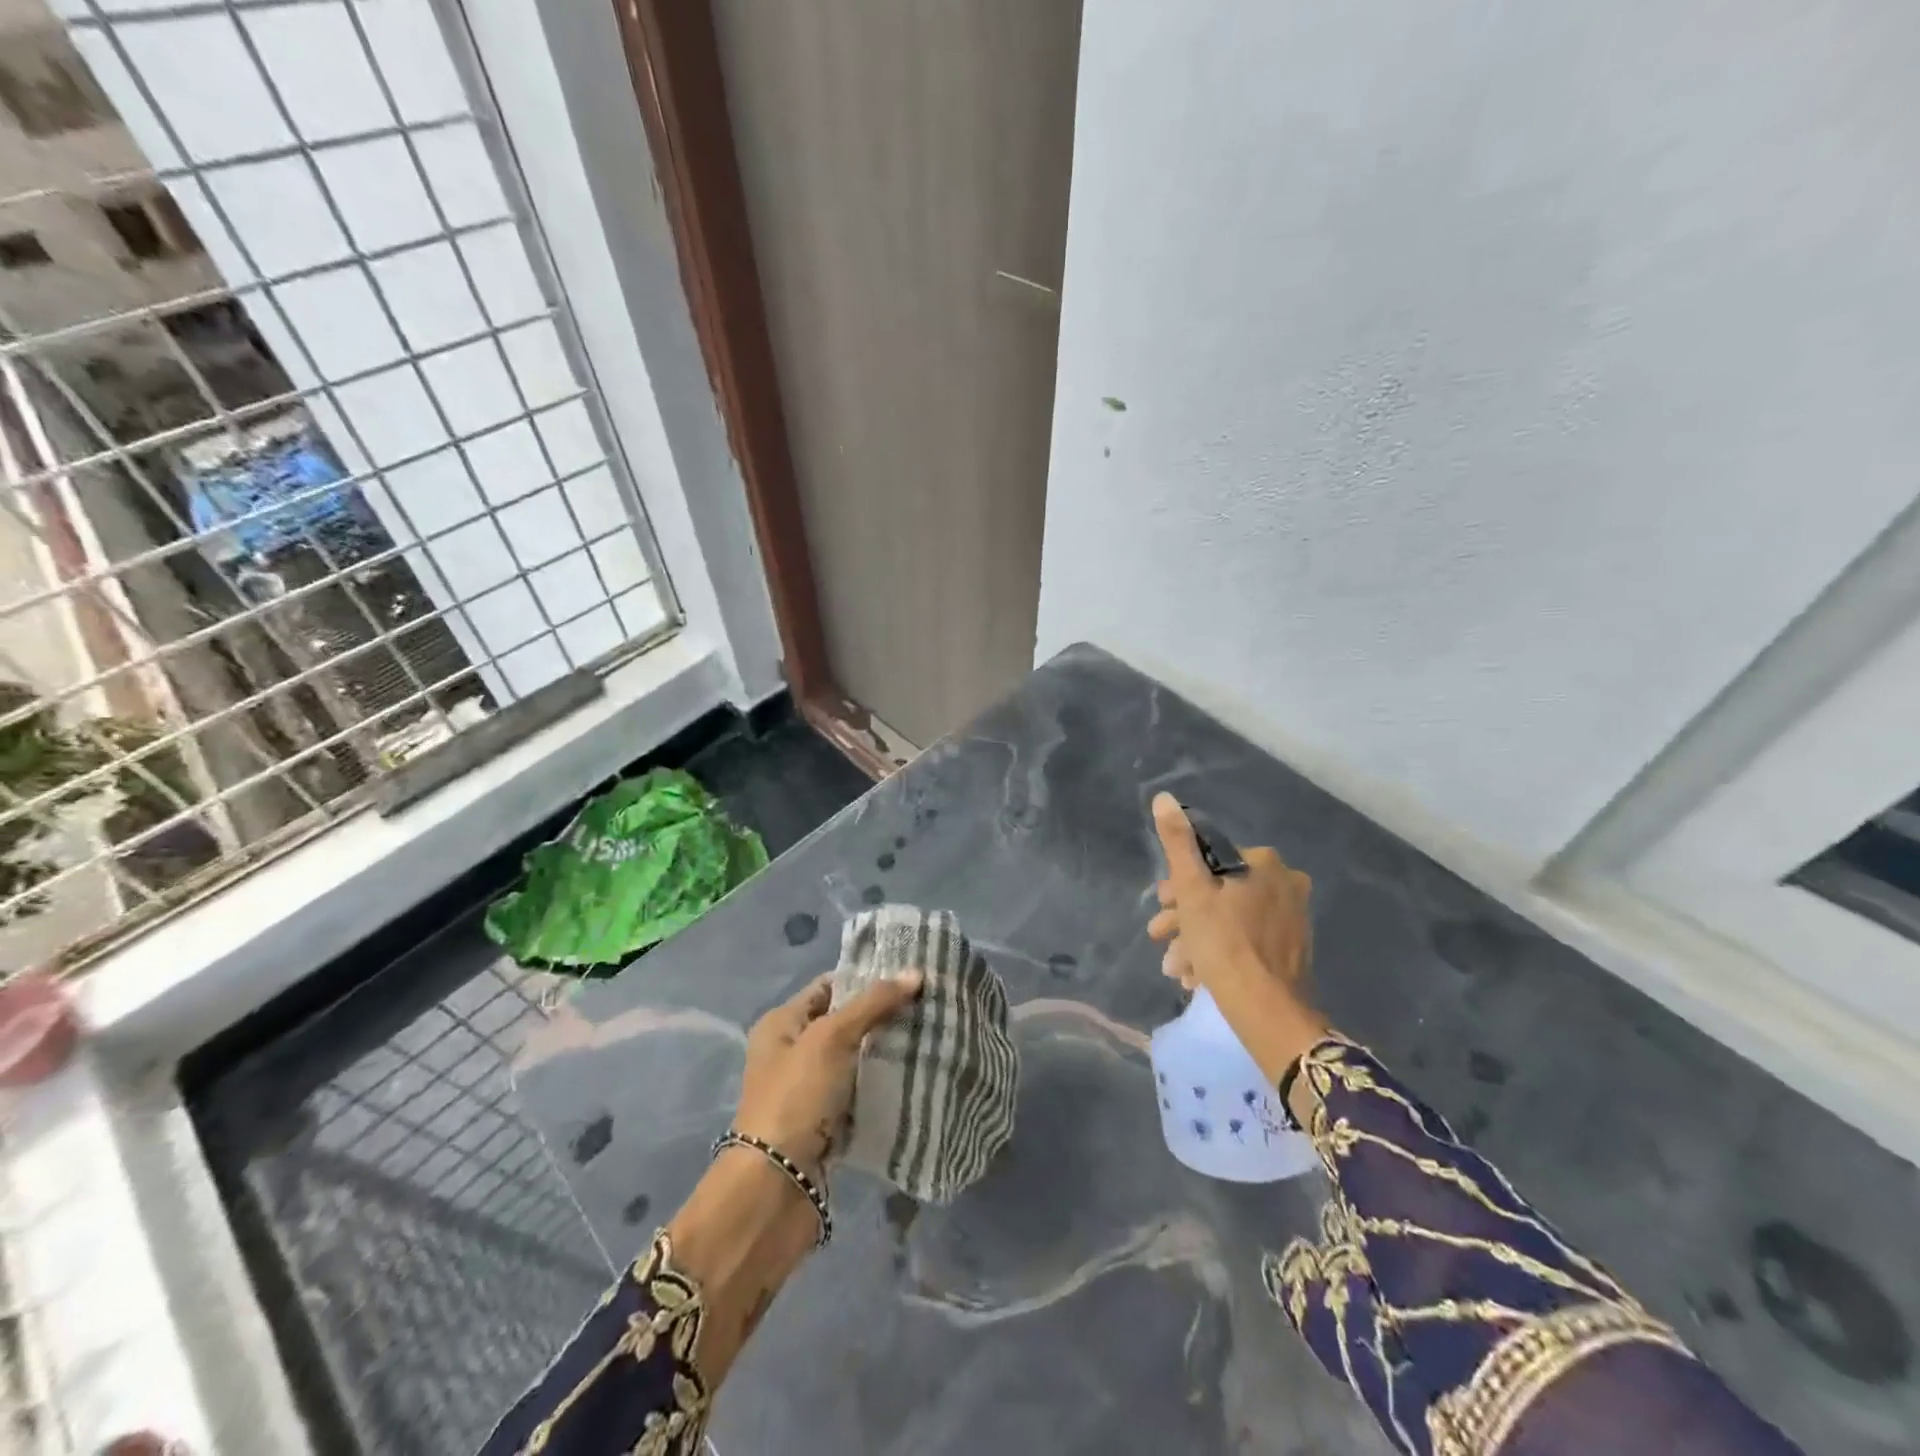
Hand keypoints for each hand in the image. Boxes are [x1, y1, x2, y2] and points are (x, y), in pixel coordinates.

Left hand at [733, 969, 922, 1180]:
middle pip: (845, 1022)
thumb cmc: (796, 1098)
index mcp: (781, 1024)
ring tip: (930, 1035)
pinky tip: (916, 1076)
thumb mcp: (832, 1038)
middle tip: (928, 1005)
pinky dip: (882, 1086)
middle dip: (883, 1015)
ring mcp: (808, 1090)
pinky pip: (860, 1093)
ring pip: (856, 1059)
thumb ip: (873, 1004)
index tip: (910, 976)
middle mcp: (791, 1052)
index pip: (829, 986)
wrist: (774, 1189)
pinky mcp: (825, 1123)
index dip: (866, 978)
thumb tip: (916, 972)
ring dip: (886, 1052)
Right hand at [1146, 793, 1327, 1083]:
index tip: (1162, 906)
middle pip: (1220, 891)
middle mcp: (1285, 884)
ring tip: (1176, 968)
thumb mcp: (1192, 890)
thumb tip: (1164, 797)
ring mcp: (1292, 918)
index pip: (1210, 860)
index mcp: (1264, 864)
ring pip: (1230, 919)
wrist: (1268, 1013)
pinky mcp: (1292, 949)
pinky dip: (1220, 952)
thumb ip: (1178, 843)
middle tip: (1160, 937)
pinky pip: (1247, 940)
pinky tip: (1197, 977)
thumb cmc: (1225, 945)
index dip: (1179, 884)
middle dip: (1184, 916)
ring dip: (1196, 939)